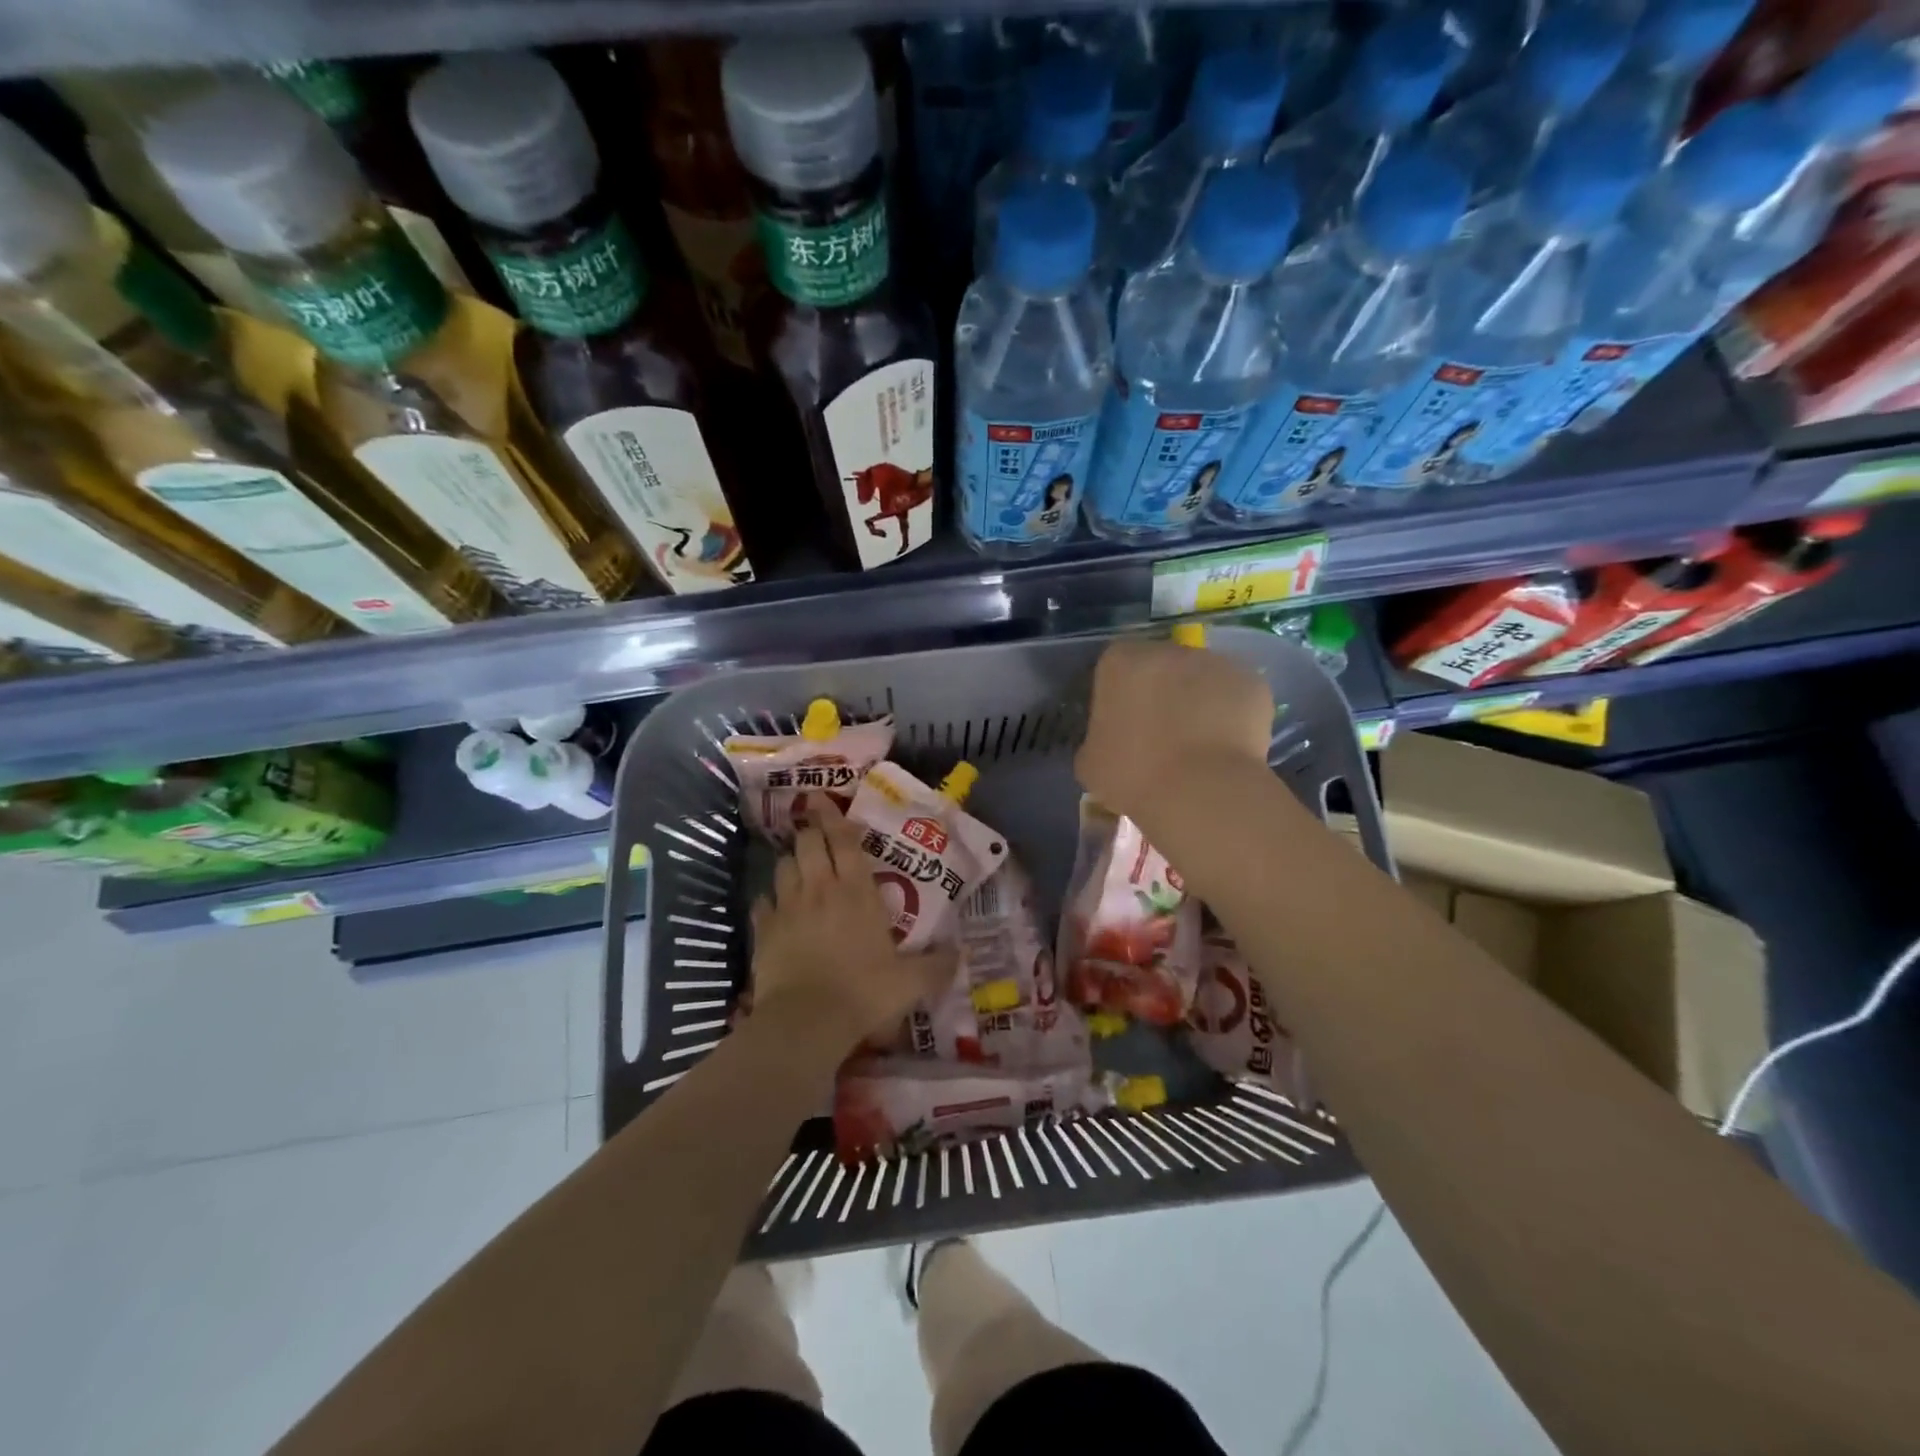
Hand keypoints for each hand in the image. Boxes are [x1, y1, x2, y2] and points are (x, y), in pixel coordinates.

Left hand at [750, 802, 957, 1057]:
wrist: (807, 1022)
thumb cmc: (863, 993)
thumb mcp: (910, 983)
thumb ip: (937, 966)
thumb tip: (961, 955)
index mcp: (857, 891)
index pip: (844, 840)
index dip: (833, 816)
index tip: (822, 799)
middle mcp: (820, 888)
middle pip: (808, 843)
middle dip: (811, 832)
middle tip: (816, 832)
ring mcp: (787, 907)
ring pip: (783, 866)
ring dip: (791, 861)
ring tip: (799, 868)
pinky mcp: (763, 930)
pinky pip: (762, 902)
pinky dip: (768, 900)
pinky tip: (774, 908)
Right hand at [1076, 638, 1274, 823]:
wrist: (1200, 791)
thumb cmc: (1133, 775)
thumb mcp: (1090, 762)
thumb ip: (1097, 738)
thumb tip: (1108, 741)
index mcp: (1121, 661)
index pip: (1115, 665)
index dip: (1120, 693)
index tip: (1122, 722)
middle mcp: (1168, 650)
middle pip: (1161, 665)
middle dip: (1161, 690)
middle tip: (1161, 732)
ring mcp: (1216, 662)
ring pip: (1202, 677)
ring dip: (1198, 699)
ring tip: (1198, 742)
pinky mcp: (1253, 683)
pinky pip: (1235, 696)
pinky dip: (1231, 714)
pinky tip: (1225, 747)